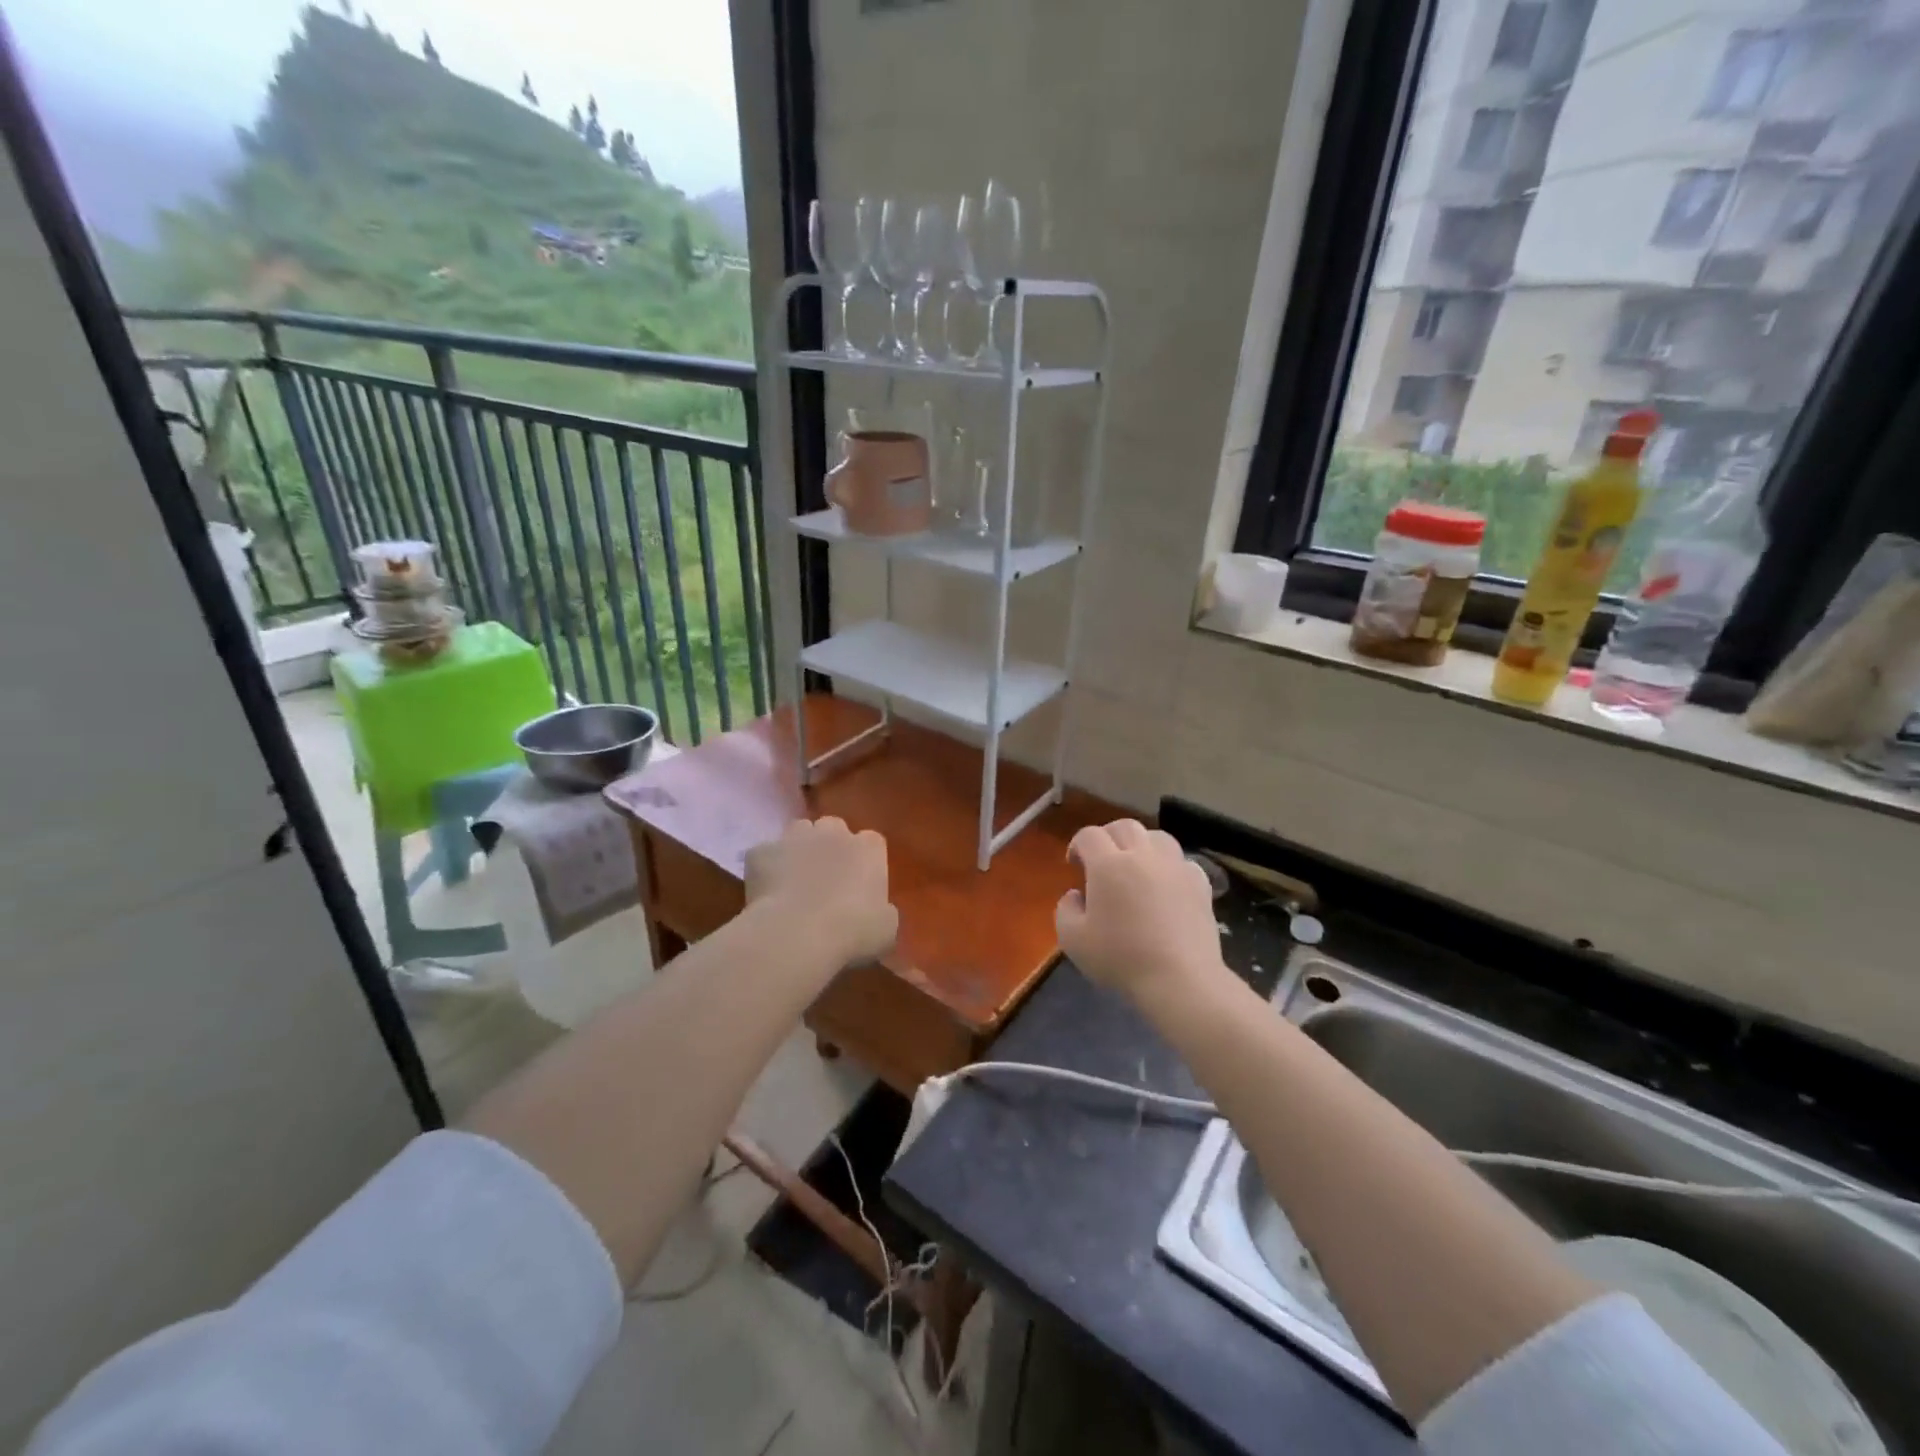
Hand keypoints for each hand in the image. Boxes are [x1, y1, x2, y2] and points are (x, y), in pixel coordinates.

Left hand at [745, 816, 897, 967]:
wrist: (796, 935)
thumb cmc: (853, 932)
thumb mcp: (886, 929)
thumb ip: (882, 911)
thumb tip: (876, 911)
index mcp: (869, 847)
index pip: (871, 843)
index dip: (864, 862)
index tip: (860, 886)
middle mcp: (833, 831)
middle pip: (833, 829)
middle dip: (830, 848)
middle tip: (826, 881)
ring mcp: (794, 837)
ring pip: (798, 833)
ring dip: (799, 850)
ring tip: (795, 881)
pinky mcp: (760, 852)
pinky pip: (764, 856)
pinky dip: (766, 869)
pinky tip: (767, 894)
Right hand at [1056, 820, 1222, 1002]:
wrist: (1180, 979)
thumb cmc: (1121, 958)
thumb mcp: (1073, 940)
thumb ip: (1065, 909)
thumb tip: (1076, 895)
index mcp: (1108, 864)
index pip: (1089, 836)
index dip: (1077, 845)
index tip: (1074, 865)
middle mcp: (1142, 855)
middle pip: (1124, 826)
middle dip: (1108, 837)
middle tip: (1102, 860)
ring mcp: (1175, 867)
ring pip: (1157, 837)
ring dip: (1142, 844)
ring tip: (1136, 866)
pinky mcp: (1200, 884)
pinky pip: (1182, 862)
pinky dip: (1170, 866)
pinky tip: (1166, 885)